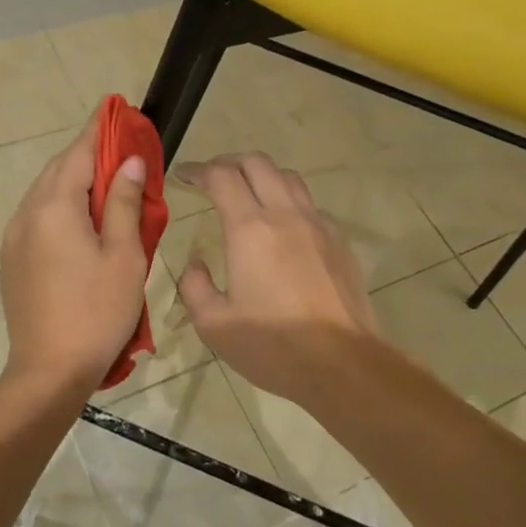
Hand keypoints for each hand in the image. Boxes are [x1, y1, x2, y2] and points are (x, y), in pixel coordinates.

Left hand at [0, 122, 149, 398]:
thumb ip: (123, 202)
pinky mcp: (12, 259)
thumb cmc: (97, 311)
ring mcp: (14, 237)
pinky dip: (61, 204)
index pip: (78, 152)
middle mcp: (27, 214)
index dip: (99, 129)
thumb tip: (128, 161)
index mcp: (54, 207)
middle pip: (57, 169)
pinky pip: (38, 216)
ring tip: (106, 180)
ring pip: (45, 193)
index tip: (115, 108)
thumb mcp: (123, 254)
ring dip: (73, 179)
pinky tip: (81, 218)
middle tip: (119, 147)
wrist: (48, 371)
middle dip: (87, 153)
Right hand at [175, 153, 383, 403]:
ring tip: (247, 194)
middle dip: (229, 162)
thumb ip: (195, 286)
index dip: (198, 169)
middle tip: (212, 178)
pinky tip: (282, 228)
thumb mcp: (214, 325)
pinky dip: (289, 202)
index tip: (182, 175)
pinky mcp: (339, 241)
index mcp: (250, 229)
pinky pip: (310, 205)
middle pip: (257, 163)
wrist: (343, 364)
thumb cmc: (273, 346)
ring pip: (288, 177)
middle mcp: (285, 215)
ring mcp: (318, 225)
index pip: (221, 177)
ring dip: (262, 176)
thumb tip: (197, 264)